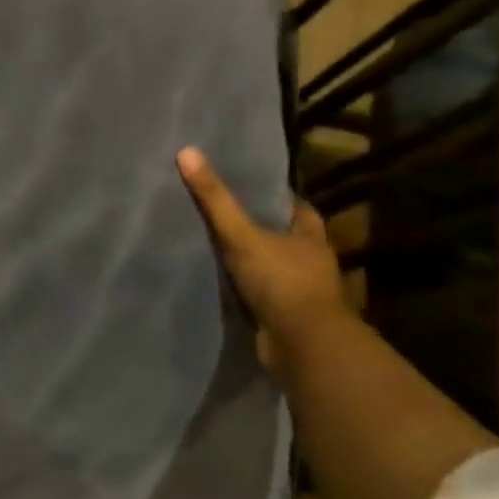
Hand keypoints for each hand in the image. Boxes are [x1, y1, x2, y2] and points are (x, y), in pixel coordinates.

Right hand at [176, 146, 350, 364]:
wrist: (303, 347)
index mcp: (311, 238)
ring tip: (217, 245)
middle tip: (227, 213)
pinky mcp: (286, 318)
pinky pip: (263, 296)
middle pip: (286, 237)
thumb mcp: (241, 235)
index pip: (297, 208)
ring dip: (253, 261)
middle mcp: (312, 263)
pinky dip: (247, 290)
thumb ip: (214, 198)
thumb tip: (187, 152)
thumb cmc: (281, 281)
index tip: (252, 186)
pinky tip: (222, 282)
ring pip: (274, 268)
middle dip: (261, 228)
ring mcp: (301, 293)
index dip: (277, 197)